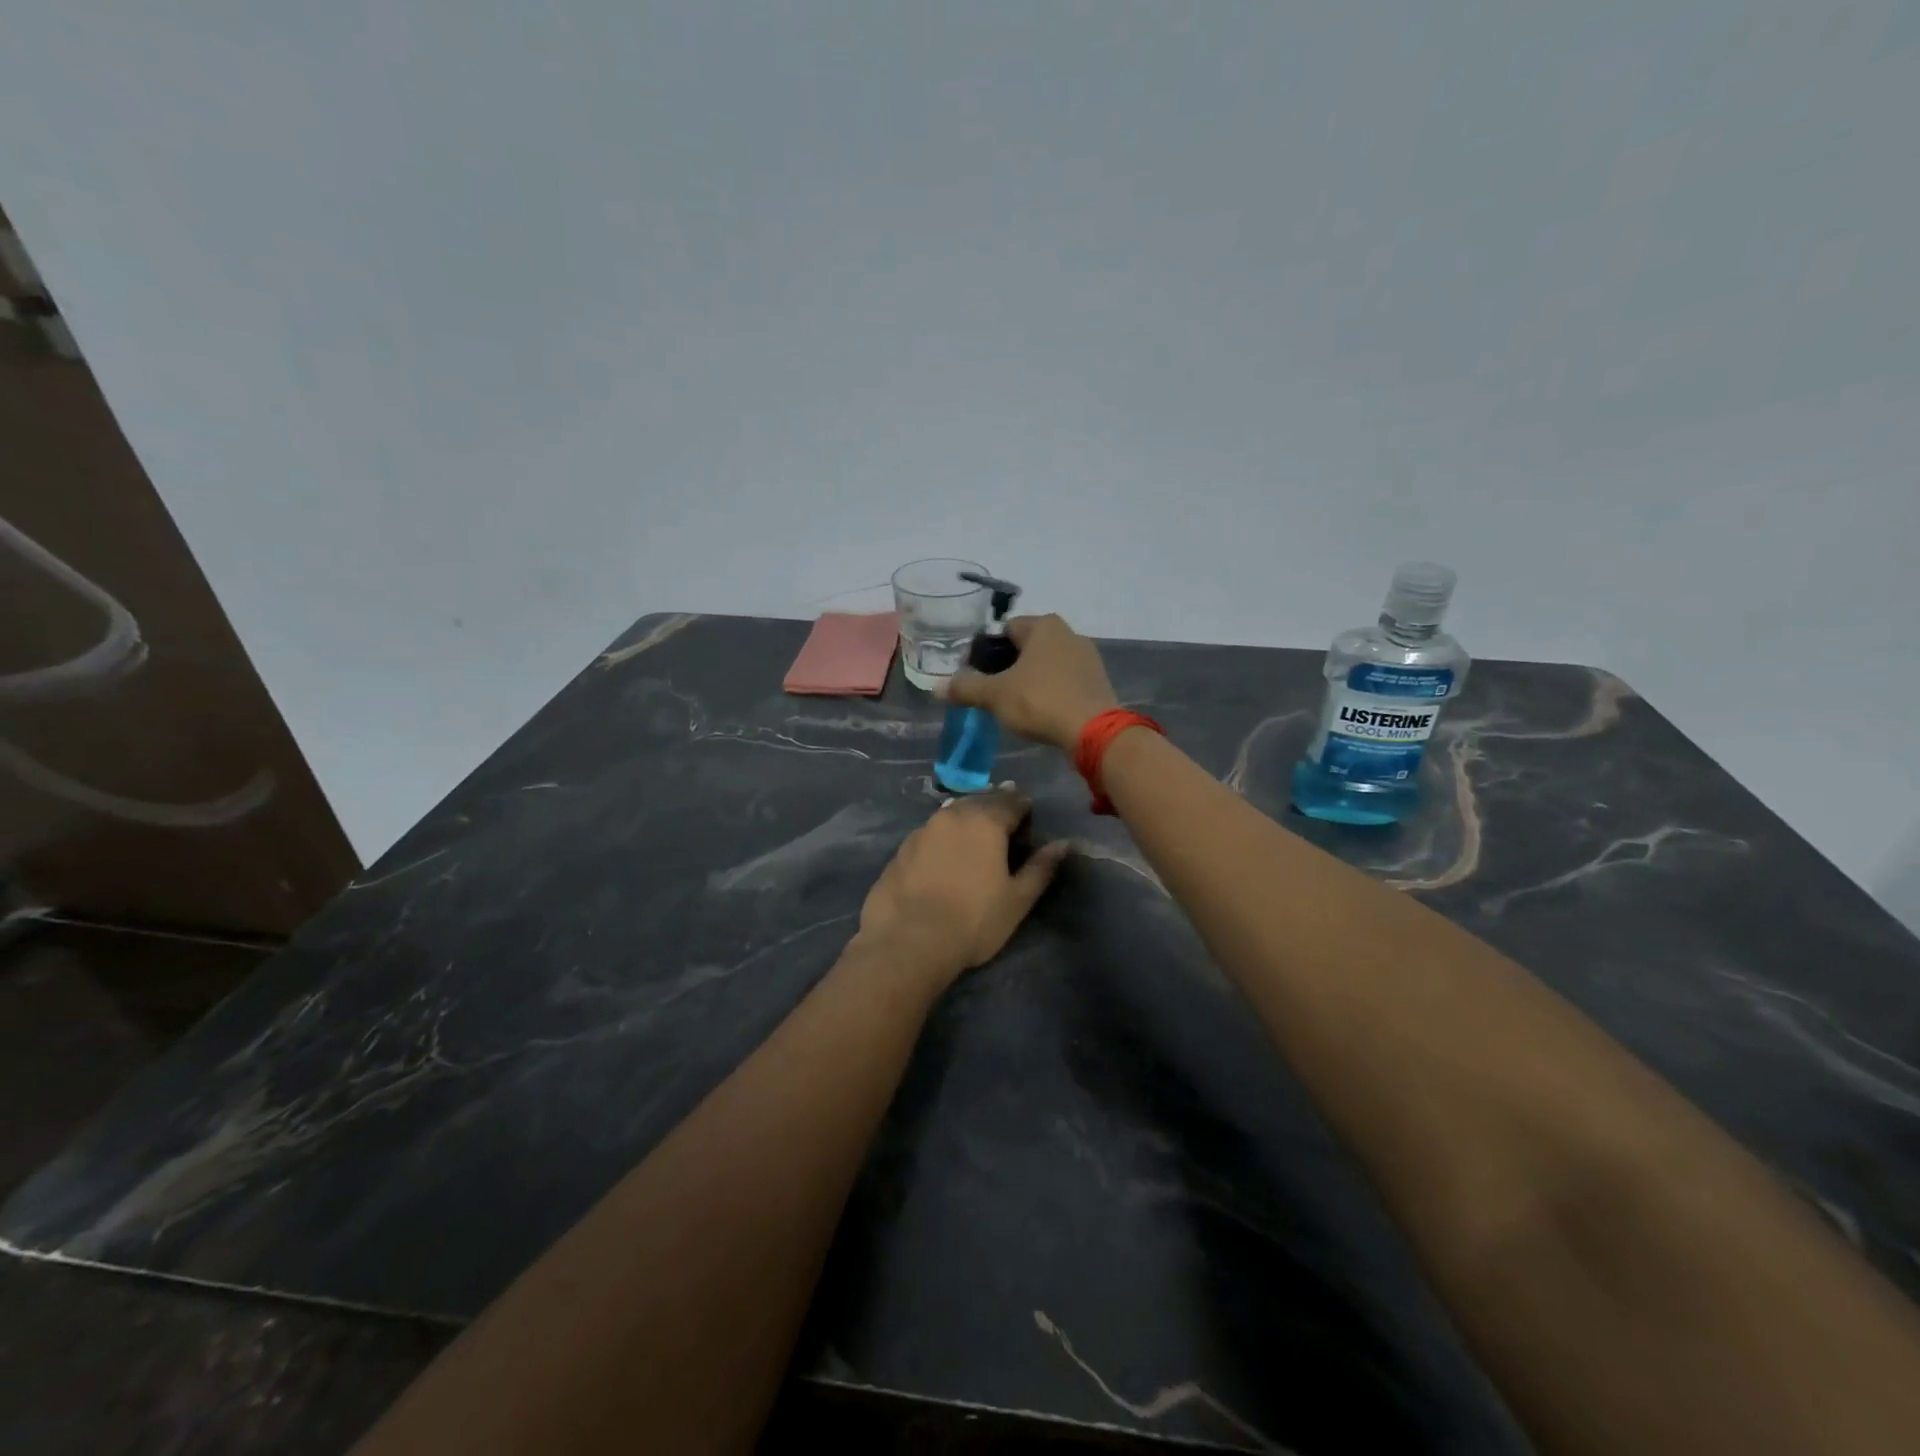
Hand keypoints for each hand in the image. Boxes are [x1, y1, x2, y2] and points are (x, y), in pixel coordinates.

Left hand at [856, 788, 1069, 988]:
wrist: (908, 941)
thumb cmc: (973, 920)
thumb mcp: (1017, 899)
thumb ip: (1041, 867)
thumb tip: (1063, 844)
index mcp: (986, 821)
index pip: (1011, 801)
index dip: (1023, 806)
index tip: (1029, 815)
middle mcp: (953, 816)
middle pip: (979, 801)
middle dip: (994, 807)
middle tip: (1004, 820)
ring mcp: (922, 830)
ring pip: (951, 814)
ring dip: (966, 819)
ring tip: (974, 835)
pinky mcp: (901, 849)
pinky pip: (930, 833)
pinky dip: (942, 837)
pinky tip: (943, 855)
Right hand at [937, 615, 1118, 750]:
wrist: (1092, 730)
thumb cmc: (1040, 701)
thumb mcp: (995, 695)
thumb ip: (966, 688)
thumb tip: (936, 688)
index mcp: (1044, 626)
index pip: (1006, 629)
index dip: (988, 650)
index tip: (977, 674)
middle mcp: (1069, 633)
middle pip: (1028, 646)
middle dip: (1010, 666)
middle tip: (994, 691)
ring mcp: (1088, 657)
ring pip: (1048, 664)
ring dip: (1032, 679)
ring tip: (1017, 705)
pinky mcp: (1098, 681)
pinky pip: (1066, 681)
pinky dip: (1052, 691)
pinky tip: (1043, 712)